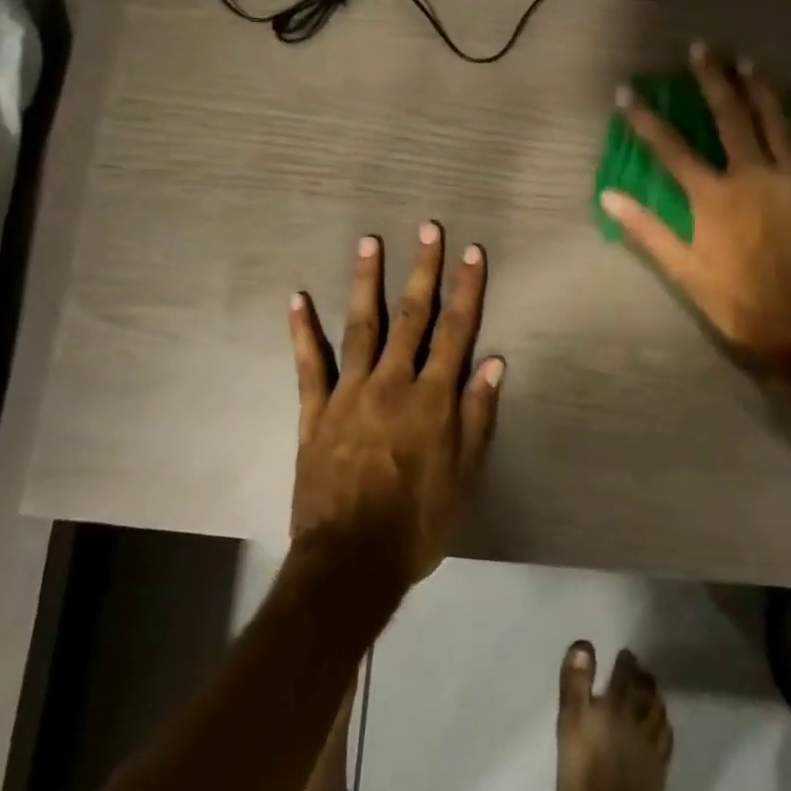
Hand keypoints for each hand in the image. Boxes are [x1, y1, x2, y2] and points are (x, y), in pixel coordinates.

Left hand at [286, 223, 504, 593]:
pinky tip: (297, 298)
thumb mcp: (463, 476)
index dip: (466, 289)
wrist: (350, 563)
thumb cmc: (417, 523)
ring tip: (369, 241)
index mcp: (432, 398)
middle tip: (427, 228)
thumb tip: (494, 362)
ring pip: (362, 325)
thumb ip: (477, 415)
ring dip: (366, 281)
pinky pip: (309, 364)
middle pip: (412, 315)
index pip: (455, 331)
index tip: (471, 252)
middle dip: (423, 269)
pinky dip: (302, 331)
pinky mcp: (316, 411)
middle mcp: (393, 383)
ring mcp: (350, 392)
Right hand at [600, 42, 790, 366]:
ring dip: (758, 88)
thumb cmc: (740, 300)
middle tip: (701, 48)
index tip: (626, 91)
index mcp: (713, 197)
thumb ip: (647, 230)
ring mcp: (789, 179)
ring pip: (773, 122)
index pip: (670, 148)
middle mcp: (751, 176)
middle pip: (728, 118)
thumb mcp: (685, 272)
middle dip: (711, 81)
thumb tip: (609, 196)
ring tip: (746, 59)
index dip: (645, 119)